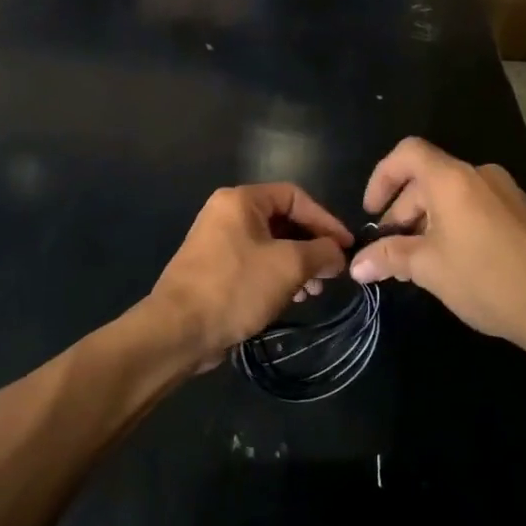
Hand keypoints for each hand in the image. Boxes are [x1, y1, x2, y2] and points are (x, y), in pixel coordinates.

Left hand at [150, 184, 353, 370]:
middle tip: (332, 272)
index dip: (325, 220)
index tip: (346, 246)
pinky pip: (255, 262)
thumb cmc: (236, 287)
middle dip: (311, 246)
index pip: (295, 196)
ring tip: (314, 291)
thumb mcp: (288, 266)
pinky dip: (277, 275)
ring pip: (270, 244)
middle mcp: (226, 213)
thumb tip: (338, 254)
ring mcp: (218, 241)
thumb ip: (321, 253)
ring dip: (297, 264)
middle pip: (282, 220)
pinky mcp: (215, 268)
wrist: (179, 329)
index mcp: (241, 200)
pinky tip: (292, 299)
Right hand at [349, 138, 525, 344]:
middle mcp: (480, 175)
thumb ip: (388, 257)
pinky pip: (476, 207)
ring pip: (452, 194)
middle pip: (428, 177)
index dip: (381, 176)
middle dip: (402, 210)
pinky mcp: (522, 214)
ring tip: (419, 259)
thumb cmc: (485, 279)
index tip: (371, 212)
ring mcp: (506, 193)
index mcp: (452, 179)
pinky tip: (453, 261)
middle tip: (391, 248)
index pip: (407, 153)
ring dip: (427, 220)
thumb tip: (356, 265)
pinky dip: (454, 224)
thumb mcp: (428, 268)